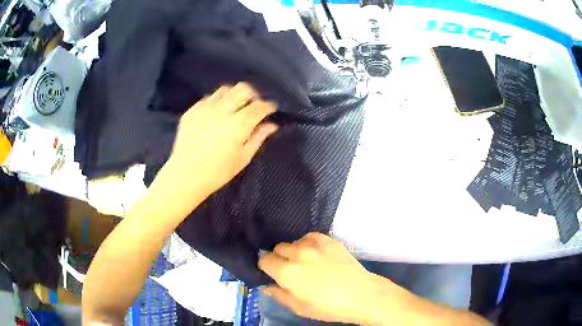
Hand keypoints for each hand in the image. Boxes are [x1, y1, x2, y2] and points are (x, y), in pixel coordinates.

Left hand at [158, 83, 277, 208]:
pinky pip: (208, 98)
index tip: (271, 109)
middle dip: (253, 95)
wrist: (185, 175)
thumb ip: (258, 138)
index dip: (268, 106)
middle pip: (243, 88)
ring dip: (234, 96)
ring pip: (225, 89)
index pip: (259, 106)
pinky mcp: (192, 111)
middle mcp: (222, 111)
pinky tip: (215, 115)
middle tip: (253, 106)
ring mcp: (205, 109)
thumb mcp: (243, 158)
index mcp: (238, 125)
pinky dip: (217, 102)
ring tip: (234, 108)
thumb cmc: (218, 172)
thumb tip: (272, 125)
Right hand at [259, 233, 411, 324]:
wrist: (360, 294)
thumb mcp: (298, 307)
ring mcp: (313, 244)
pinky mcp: (328, 239)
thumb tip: (266, 286)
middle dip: (278, 258)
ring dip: (293, 251)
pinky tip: (315, 254)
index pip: (264, 260)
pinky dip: (307, 244)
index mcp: (287, 273)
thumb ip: (278, 295)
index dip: (266, 267)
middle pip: (277, 249)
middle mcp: (297, 254)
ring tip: (305, 262)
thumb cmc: (328, 307)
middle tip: (289, 270)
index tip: (272, 272)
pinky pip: (308, 236)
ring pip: (292, 242)